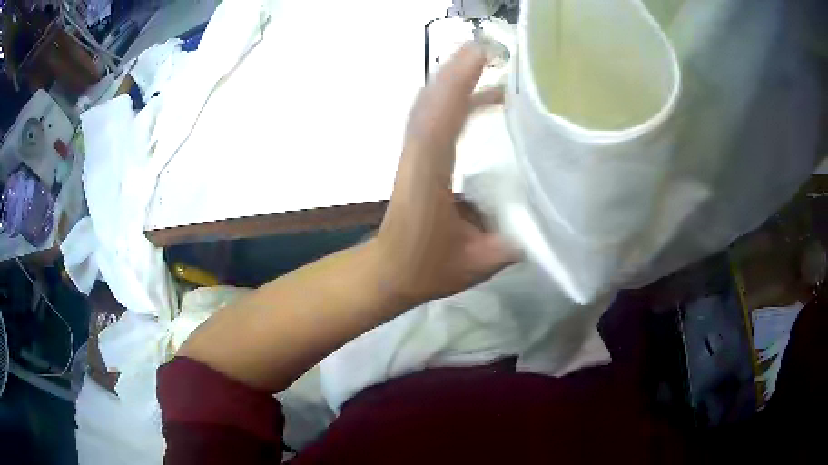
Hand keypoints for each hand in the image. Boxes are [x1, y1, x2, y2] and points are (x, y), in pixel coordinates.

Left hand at [376, 43, 517, 304]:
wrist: (389, 270)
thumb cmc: (427, 269)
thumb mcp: (478, 263)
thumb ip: (513, 242)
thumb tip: (547, 219)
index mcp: (429, 182)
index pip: (440, 125)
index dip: (457, 87)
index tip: (479, 56)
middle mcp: (417, 158)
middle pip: (431, 104)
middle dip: (458, 72)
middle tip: (490, 49)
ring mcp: (414, 154)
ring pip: (429, 106)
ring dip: (454, 80)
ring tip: (488, 63)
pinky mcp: (417, 155)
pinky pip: (432, 117)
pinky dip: (452, 98)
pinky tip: (477, 94)